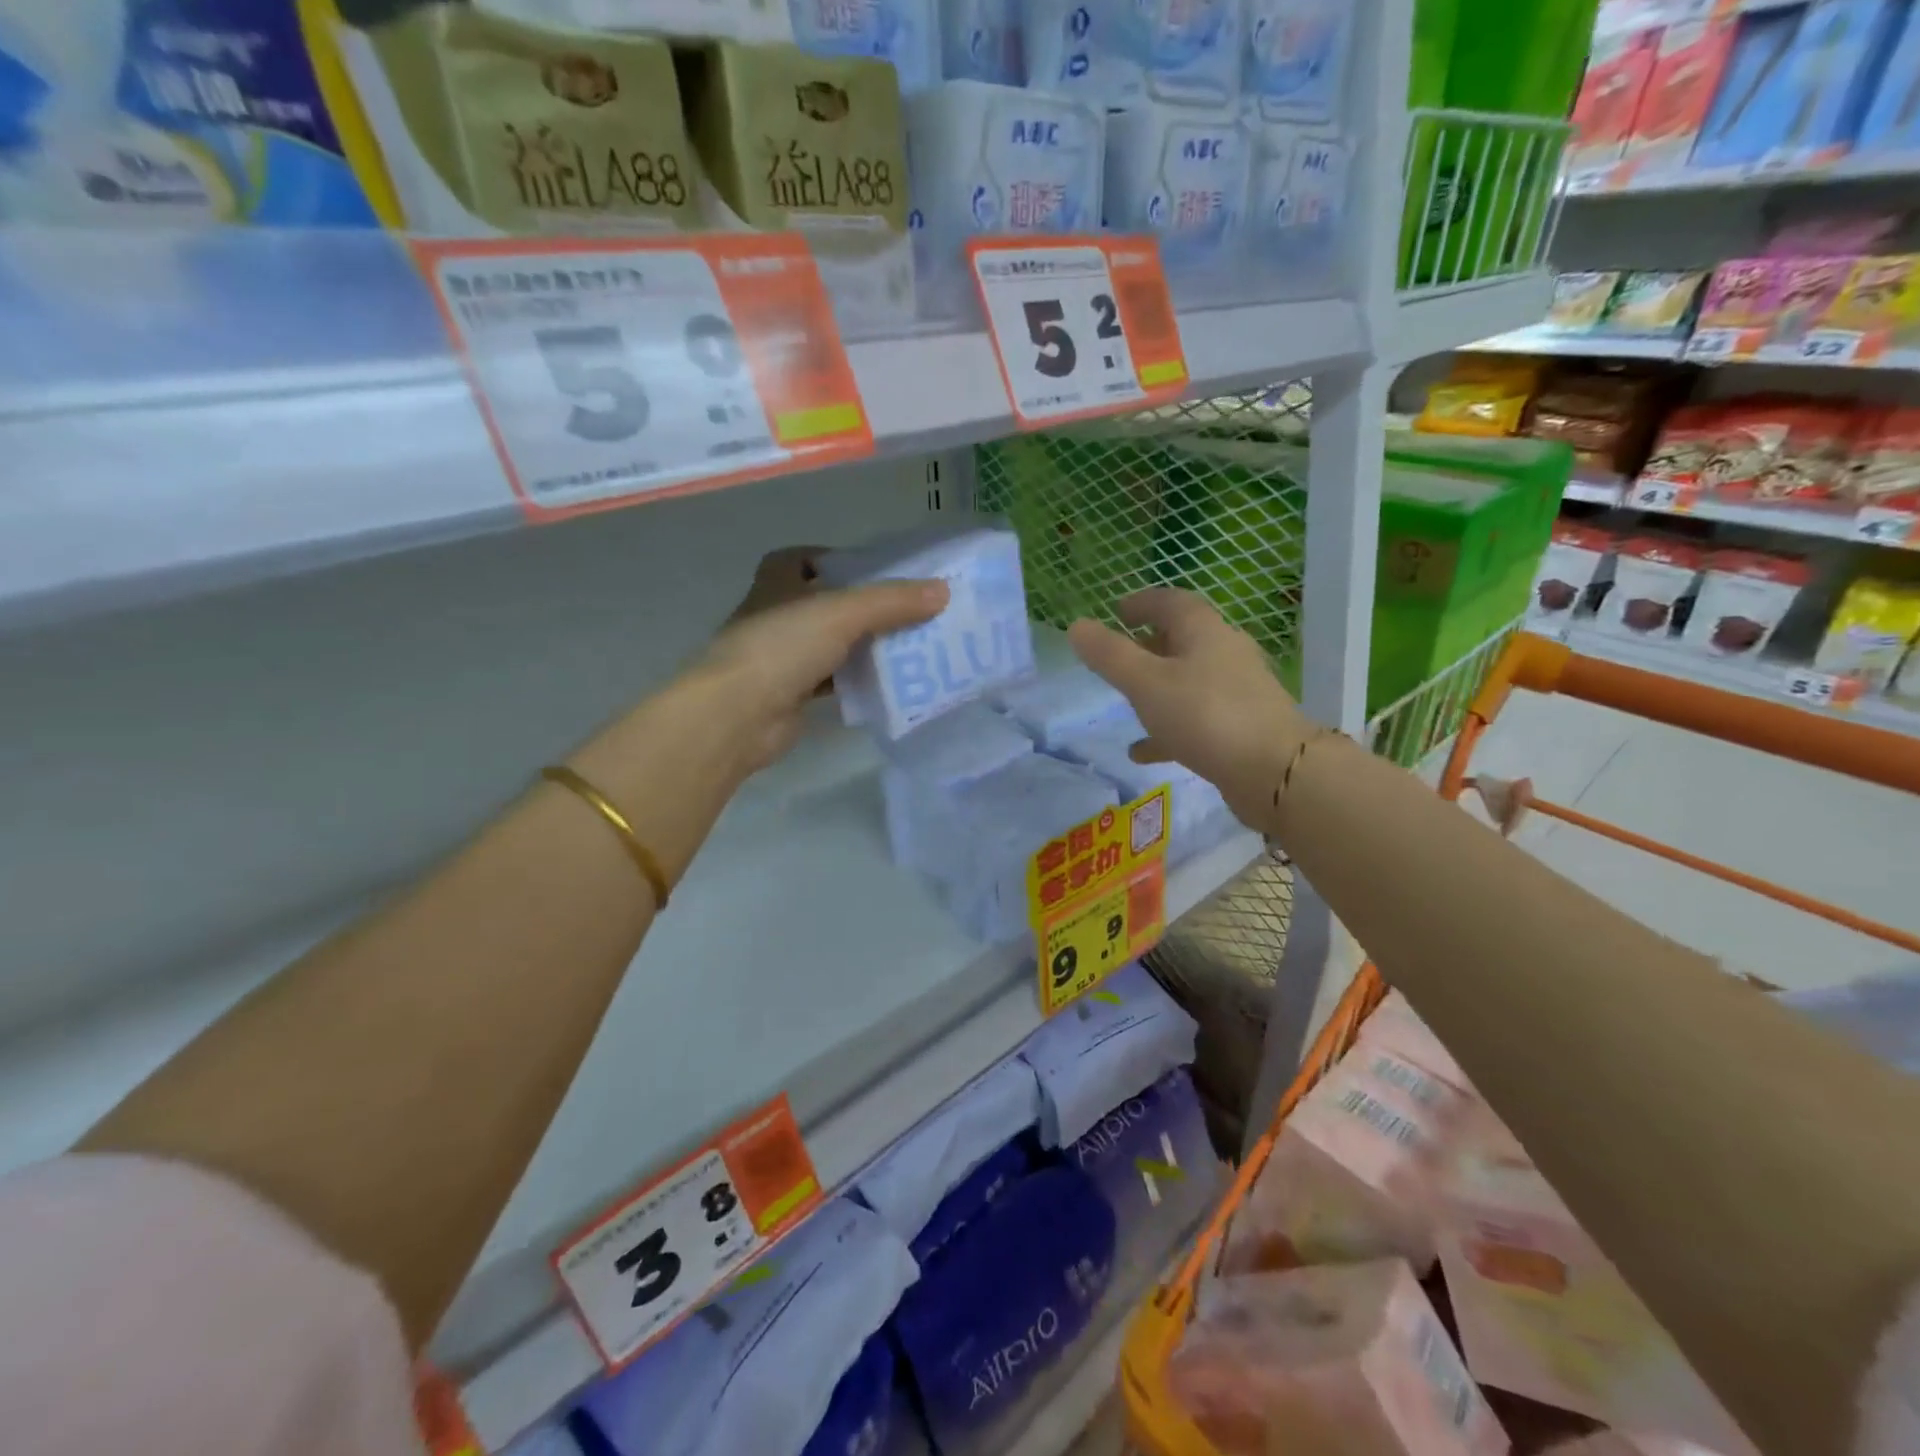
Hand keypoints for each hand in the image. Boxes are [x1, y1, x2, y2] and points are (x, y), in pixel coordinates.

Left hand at [570, 551, 946, 885]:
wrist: (738, 715)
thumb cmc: (782, 646)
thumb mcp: (842, 613)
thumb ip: (892, 602)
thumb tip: (943, 592)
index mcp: (776, 584)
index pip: (798, 560)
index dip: (830, 559)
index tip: (868, 569)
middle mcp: (775, 616)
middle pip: (822, 604)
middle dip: (860, 607)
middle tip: (906, 611)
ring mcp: (780, 659)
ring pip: (829, 645)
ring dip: (861, 646)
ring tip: (909, 646)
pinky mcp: (789, 695)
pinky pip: (830, 681)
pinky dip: (854, 681)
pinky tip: (886, 684)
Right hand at [1066, 588, 1313, 826]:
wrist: (1275, 771)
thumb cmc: (1205, 715)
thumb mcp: (1146, 683)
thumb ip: (1110, 656)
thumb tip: (1077, 626)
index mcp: (1204, 632)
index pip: (1171, 602)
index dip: (1142, 603)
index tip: (1116, 611)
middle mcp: (1225, 653)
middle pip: (1184, 639)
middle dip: (1149, 644)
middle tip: (1119, 655)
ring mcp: (1237, 691)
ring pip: (1189, 680)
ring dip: (1158, 687)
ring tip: (1127, 701)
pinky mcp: (1241, 726)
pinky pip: (1197, 719)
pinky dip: (1168, 728)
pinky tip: (1142, 752)